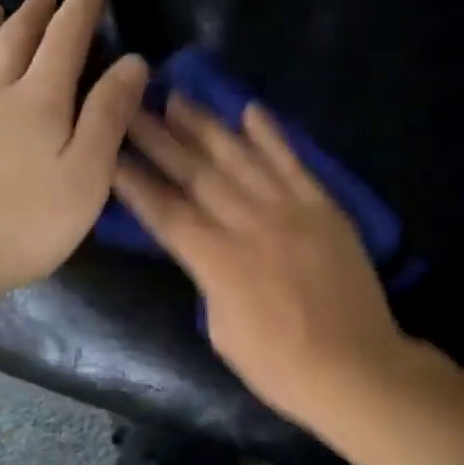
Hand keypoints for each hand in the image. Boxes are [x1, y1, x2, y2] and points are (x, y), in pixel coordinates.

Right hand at [113, 94, 407, 427]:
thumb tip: (207, 249)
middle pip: (196, 173)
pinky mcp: (324, 207)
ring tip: (178, 98)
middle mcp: (249, 224)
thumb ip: (209, 279)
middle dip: (158, 138)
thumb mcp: (222, 330)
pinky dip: (272, 135)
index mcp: (217, 261)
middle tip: (130, 106)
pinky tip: (250, 109)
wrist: (355, 367)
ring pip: (241, 157)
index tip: (108, 149)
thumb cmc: (280, 366)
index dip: (134, 180)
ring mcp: (291, 210)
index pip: (165, 210)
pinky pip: (294, 162)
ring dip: (206, 126)